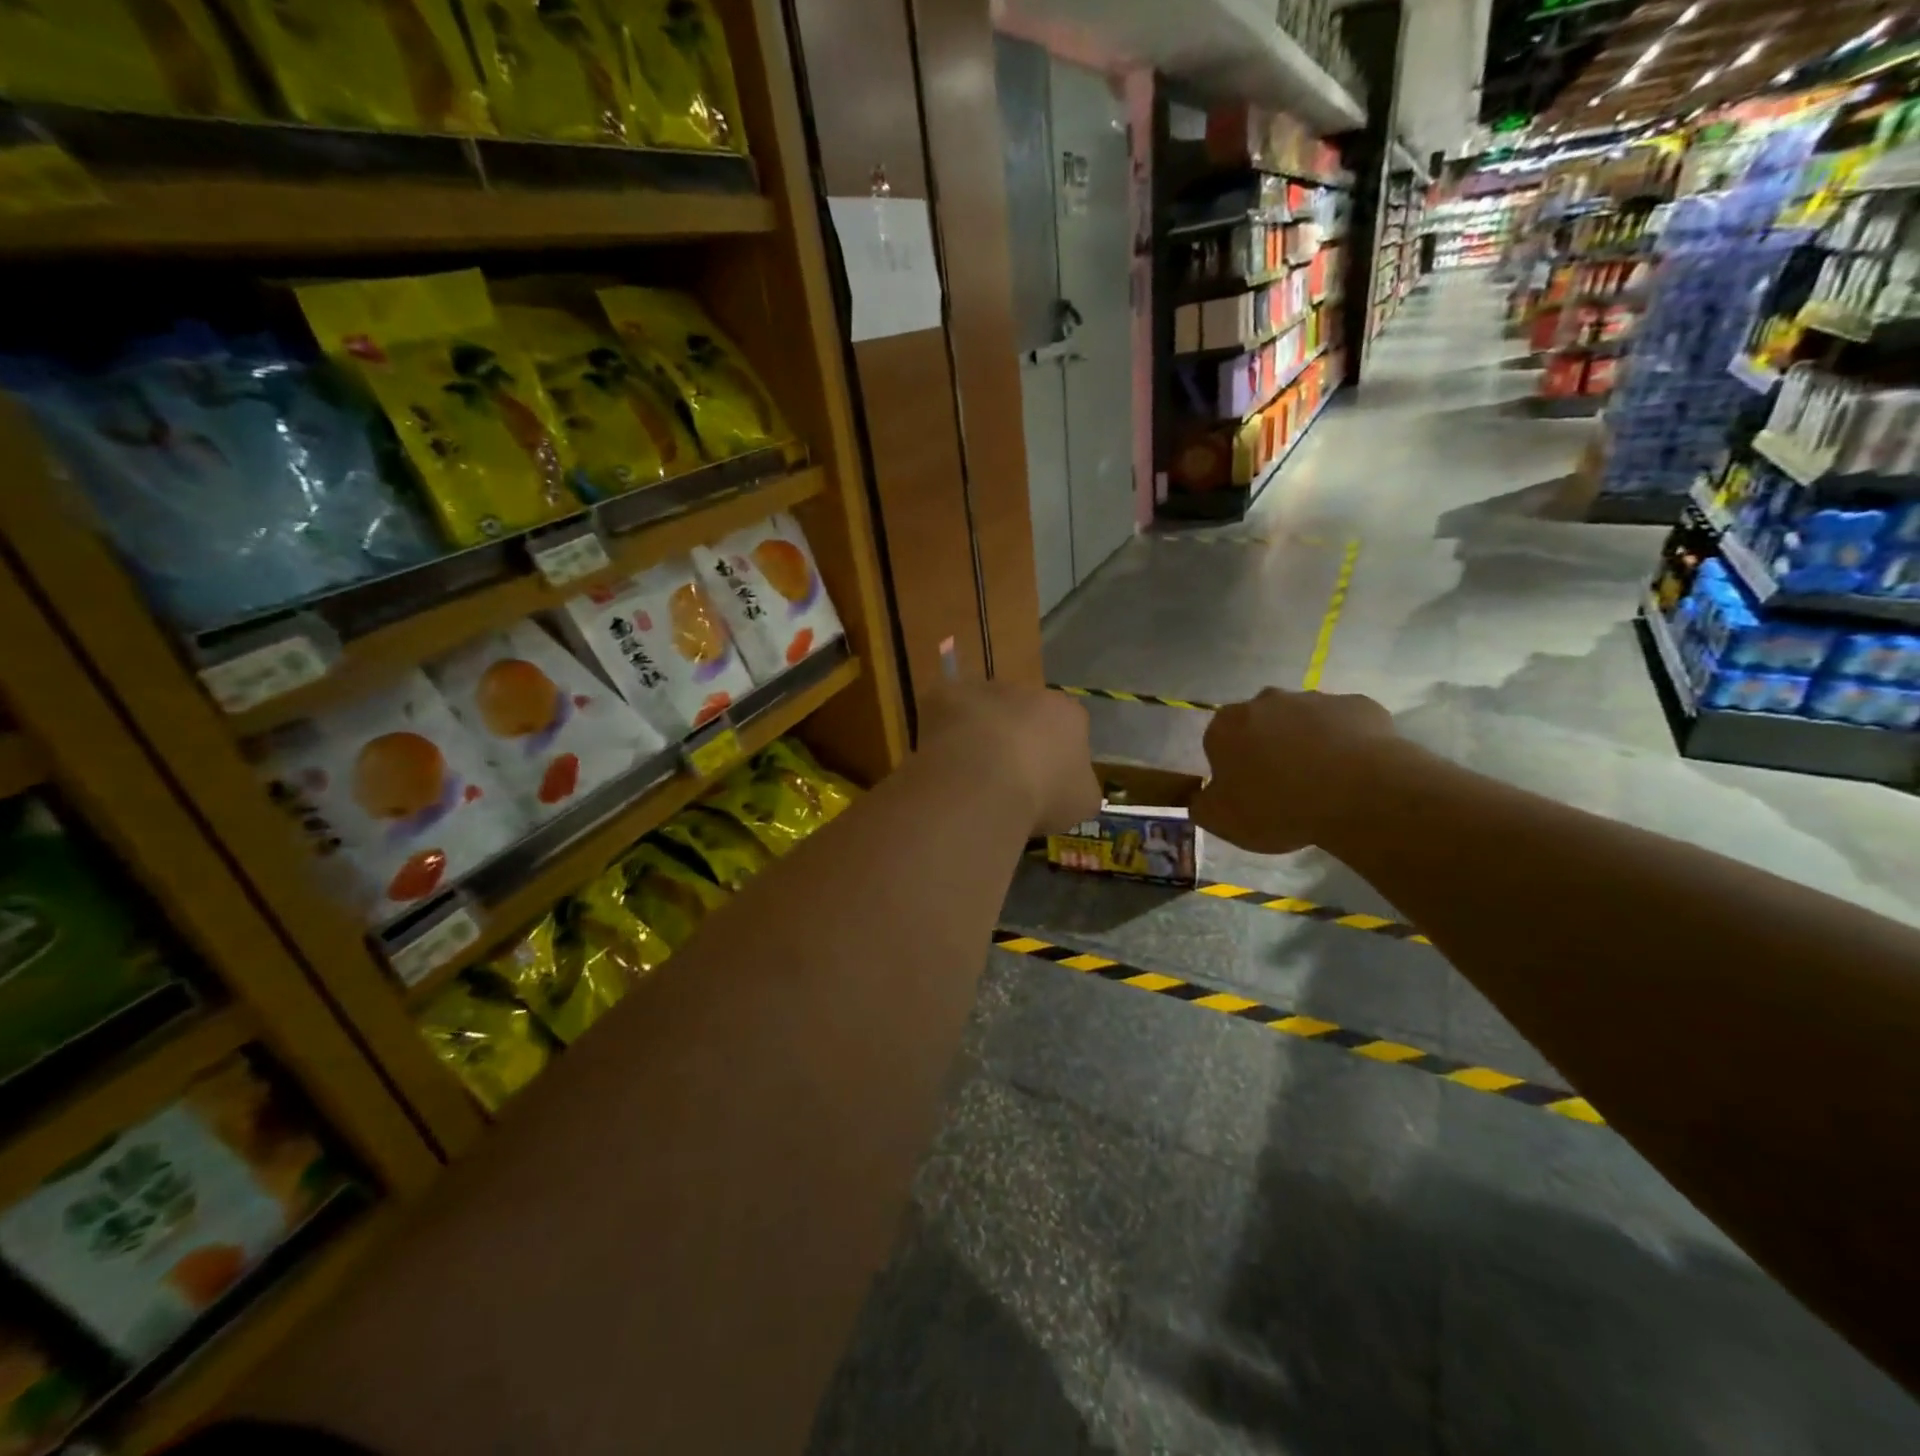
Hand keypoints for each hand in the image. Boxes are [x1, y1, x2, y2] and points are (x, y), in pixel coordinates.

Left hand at [918, 680, 1099, 835]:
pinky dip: (943, 732)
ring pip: (984, 710)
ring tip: (969, 773)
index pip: (1068, 728)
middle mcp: (1029, 691)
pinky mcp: (945, 695)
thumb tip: (1072, 787)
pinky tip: (941, 761)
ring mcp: (985, 689)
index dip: (1055, 755)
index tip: (1044, 782)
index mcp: (1068, 714)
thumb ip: (1080, 786)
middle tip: (1004, 777)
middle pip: (1025, 714)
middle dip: (1016, 738)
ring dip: (979, 733)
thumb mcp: (1081, 803)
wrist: (982, 783)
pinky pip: (945, 713)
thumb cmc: (1041, 794)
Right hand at [1190, 688, 1405, 853]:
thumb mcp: (1221, 820)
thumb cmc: (1277, 806)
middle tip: (1283, 785)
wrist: (1357, 794)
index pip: (1218, 741)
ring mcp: (1315, 699)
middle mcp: (1266, 701)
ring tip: (1324, 781)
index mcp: (1226, 725)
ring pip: (1304, 721)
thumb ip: (1201, 804)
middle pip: (1260, 724)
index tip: (1247, 792)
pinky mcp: (1358, 704)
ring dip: (1307, 742)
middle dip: (1267, 747)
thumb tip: (1200, 795)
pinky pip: (1345, 724)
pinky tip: (1354, 770)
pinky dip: (1346, 741)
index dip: (1231, 767)